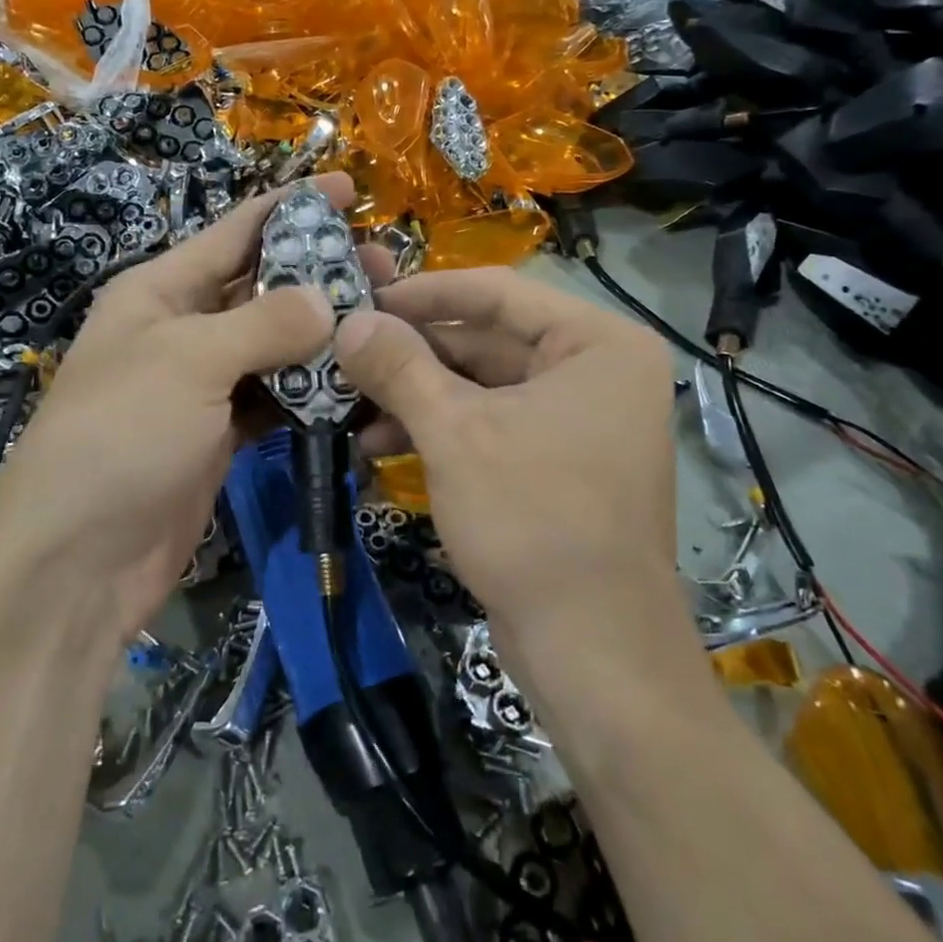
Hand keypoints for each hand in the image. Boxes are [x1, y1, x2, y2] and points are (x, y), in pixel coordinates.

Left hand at [0, 175, 350, 644]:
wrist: (77, 557)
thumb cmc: (122, 435)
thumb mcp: (189, 361)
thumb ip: (263, 324)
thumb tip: (323, 300)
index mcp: (160, 291)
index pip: (234, 232)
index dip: (291, 206)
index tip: (349, 189)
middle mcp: (181, 329)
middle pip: (262, 287)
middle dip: (319, 274)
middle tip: (386, 269)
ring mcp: (201, 386)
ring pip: (274, 347)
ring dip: (322, 337)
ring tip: (384, 323)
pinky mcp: (219, 436)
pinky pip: (273, 400)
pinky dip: (309, 394)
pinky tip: (355, 387)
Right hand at [336, 268, 709, 695]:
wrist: (593, 649)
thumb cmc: (532, 518)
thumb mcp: (455, 432)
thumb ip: (400, 367)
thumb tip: (350, 321)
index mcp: (596, 343)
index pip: (497, 292)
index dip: (423, 293)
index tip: (362, 298)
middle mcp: (596, 372)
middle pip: (487, 340)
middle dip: (412, 355)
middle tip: (346, 357)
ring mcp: (579, 421)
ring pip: (482, 387)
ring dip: (417, 397)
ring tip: (352, 409)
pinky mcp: (557, 464)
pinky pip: (490, 426)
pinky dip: (440, 431)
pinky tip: (380, 446)